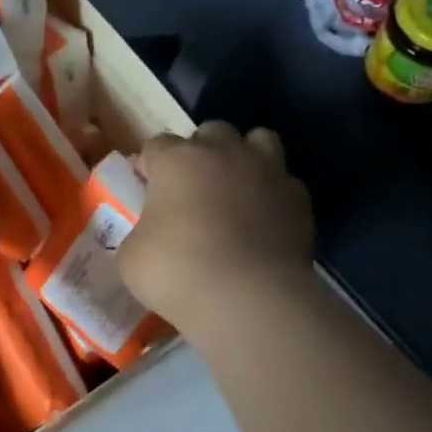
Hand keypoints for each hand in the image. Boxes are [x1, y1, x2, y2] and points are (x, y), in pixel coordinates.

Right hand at [119, 122, 313, 327]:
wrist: (249, 299)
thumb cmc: (178, 272)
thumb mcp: (132, 257)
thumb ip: (139, 233)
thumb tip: (150, 235)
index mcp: (177, 160)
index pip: (157, 145)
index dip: (150, 165)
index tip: (146, 188)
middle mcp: (224, 153)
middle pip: (211, 132)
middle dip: (201, 152)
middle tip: (193, 187)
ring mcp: (267, 171)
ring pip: (259, 139)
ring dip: (245, 157)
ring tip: (237, 188)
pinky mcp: (299, 199)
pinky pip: (285, 183)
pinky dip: (274, 195)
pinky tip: (265, 221)